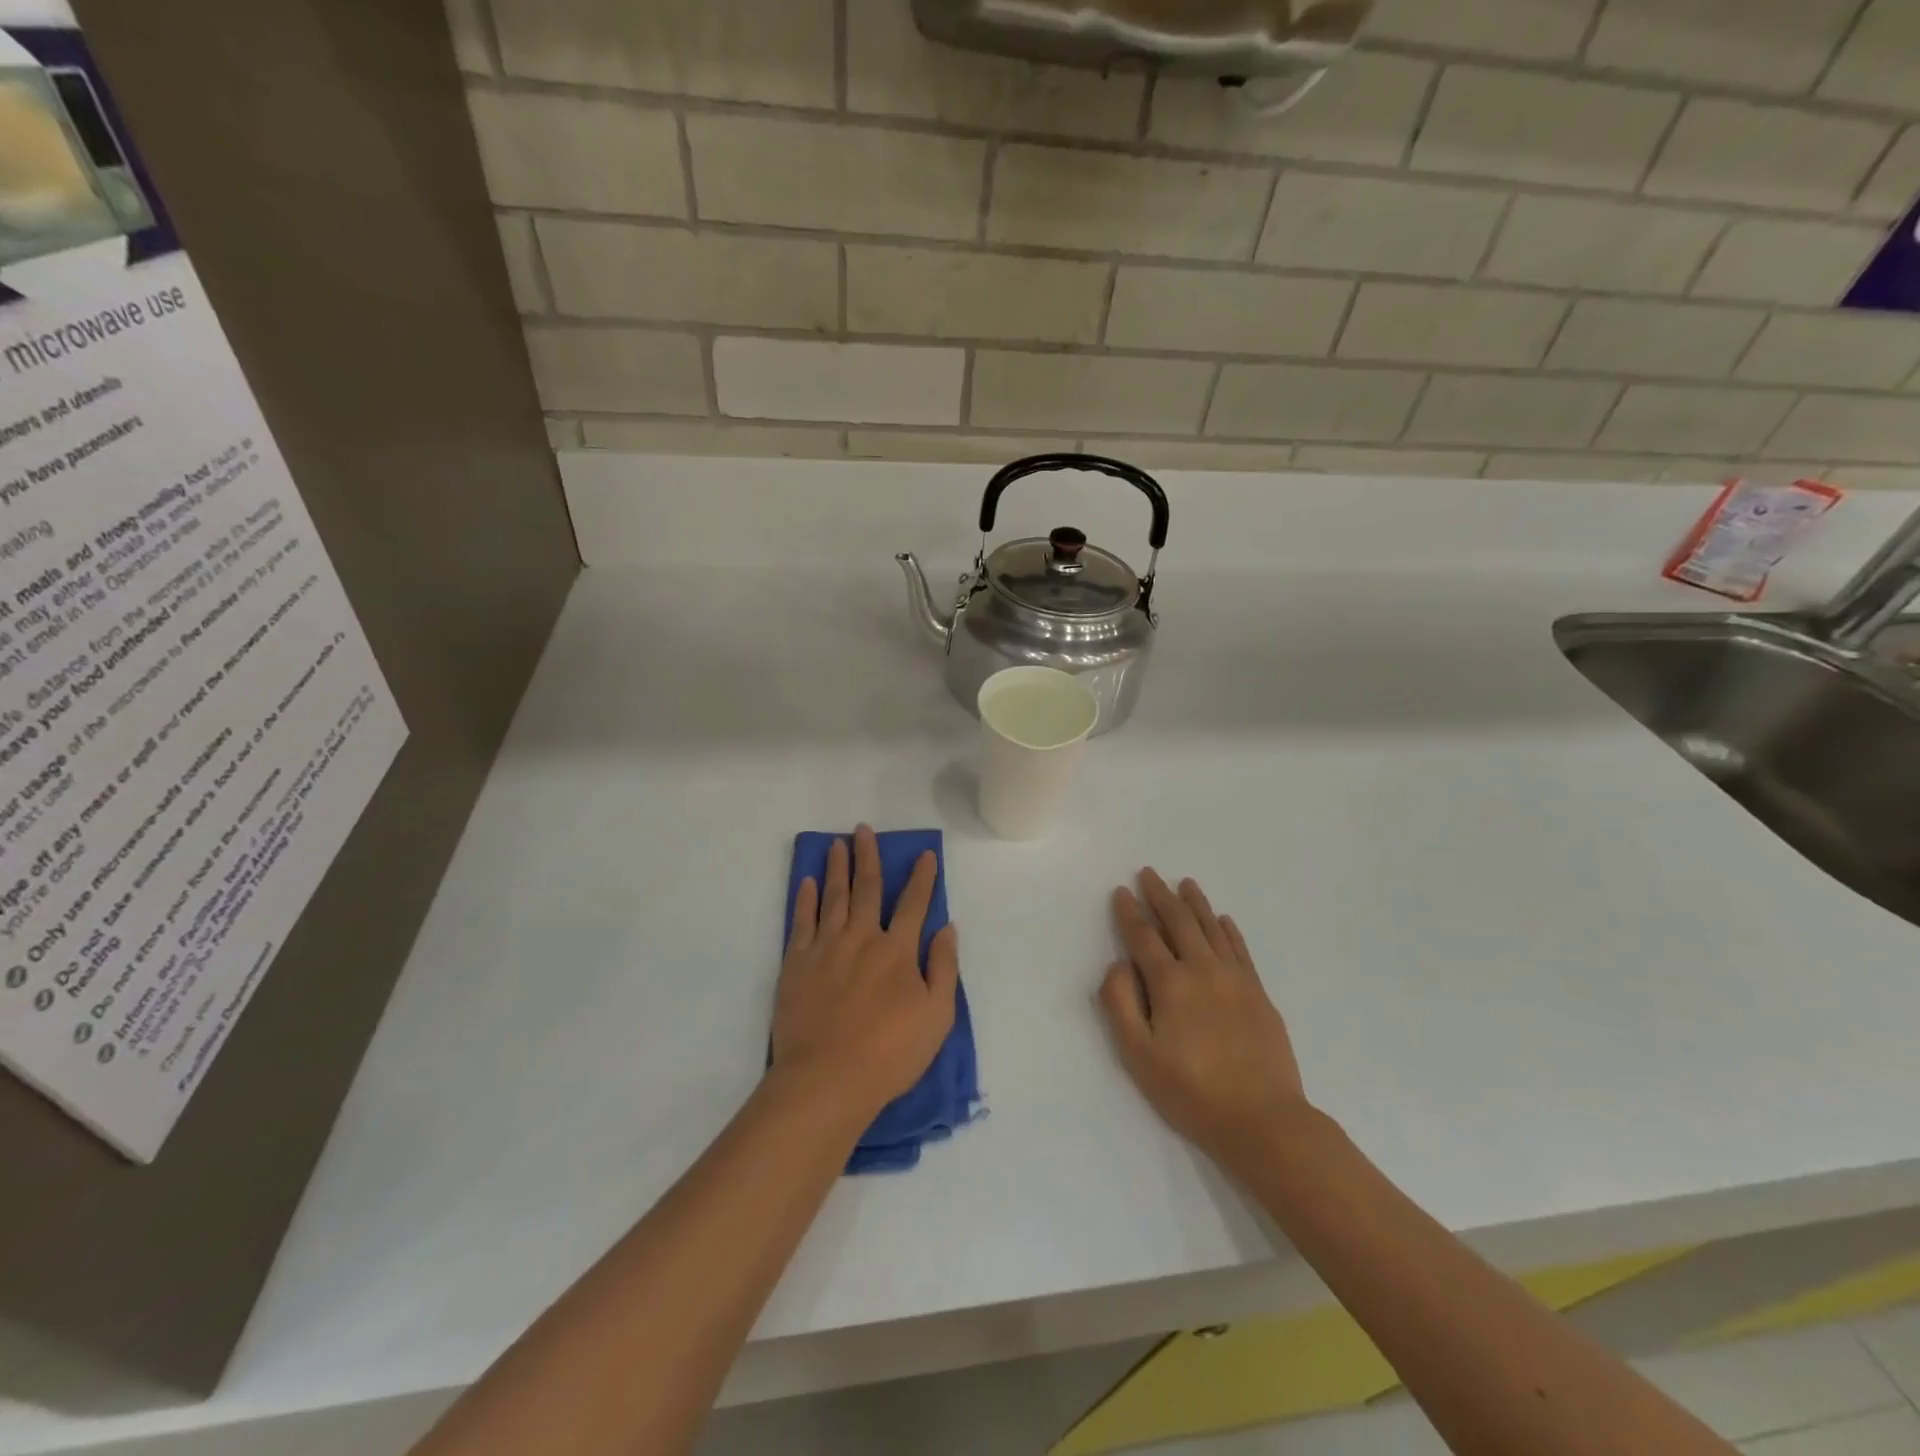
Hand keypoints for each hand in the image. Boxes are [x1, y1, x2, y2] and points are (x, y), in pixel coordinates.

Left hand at [771, 825, 958, 1122]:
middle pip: (867, 888)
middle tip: (863, 829)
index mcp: (897, 950)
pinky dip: (805, 899)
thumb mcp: (936, 1016)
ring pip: (833, 897)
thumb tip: (946, 927)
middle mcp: (862, 938)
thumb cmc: (890, 1053)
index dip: (921, 877)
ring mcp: (825, 947)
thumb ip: (943, 968)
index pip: (914, 903)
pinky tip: (807, 882)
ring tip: (837, 844)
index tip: (924, 854)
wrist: (827, 1079)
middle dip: (868, 856)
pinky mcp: (796, 963)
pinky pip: (801, 921)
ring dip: (836, 867)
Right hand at [1098, 869, 1308, 1168]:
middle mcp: (1203, 969)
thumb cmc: (1191, 1091)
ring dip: (1196, 903)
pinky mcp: (1258, 994)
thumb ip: (1121, 1003)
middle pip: (1179, 922)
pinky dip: (1229, 930)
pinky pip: (1240, 950)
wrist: (1262, 1119)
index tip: (1121, 891)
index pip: (1144, 937)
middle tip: (1149, 873)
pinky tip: (1224, 920)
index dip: (1130, 913)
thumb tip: (1117, 963)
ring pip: (1212, 928)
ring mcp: (1235, 979)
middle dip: (1160, 895)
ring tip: (1186, 883)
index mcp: (1171, 983)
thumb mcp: (1139, 1055)